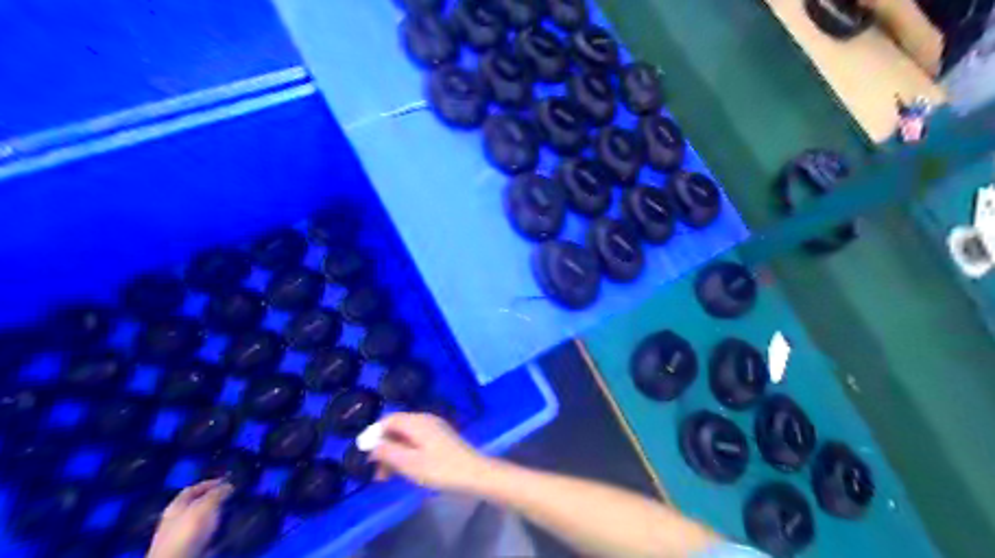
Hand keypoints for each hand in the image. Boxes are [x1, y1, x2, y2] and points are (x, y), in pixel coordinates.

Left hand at [145, 477, 232, 557]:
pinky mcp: (191, 545)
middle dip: (216, 497)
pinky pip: (207, 531)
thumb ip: (217, 493)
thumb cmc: (189, 530)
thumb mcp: (205, 505)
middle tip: (234, 493)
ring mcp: (183, 533)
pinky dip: (218, 526)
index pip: (193, 488)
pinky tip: (227, 524)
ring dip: (218, 512)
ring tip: (234, 508)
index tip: (229, 479)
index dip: (210, 482)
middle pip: (198, 503)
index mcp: (176, 505)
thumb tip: (229, 484)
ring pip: (204, 517)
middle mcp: (177, 518)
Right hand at [367, 412, 489, 489]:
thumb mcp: (409, 463)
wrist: (474, 473)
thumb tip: (369, 443)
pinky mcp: (441, 439)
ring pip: (406, 436)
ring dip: (394, 453)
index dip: (373, 434)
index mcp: (417, 421)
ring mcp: (435, 428)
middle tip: (375, 471)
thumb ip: (387, 451)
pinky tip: (404, 471)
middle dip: (383, 447)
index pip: (389, 419)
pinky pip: (417, 441)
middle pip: (397, 428)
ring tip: (386, 476)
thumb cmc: (440, 469)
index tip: (362, 453)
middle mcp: (425, 420)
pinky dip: (406, 453)